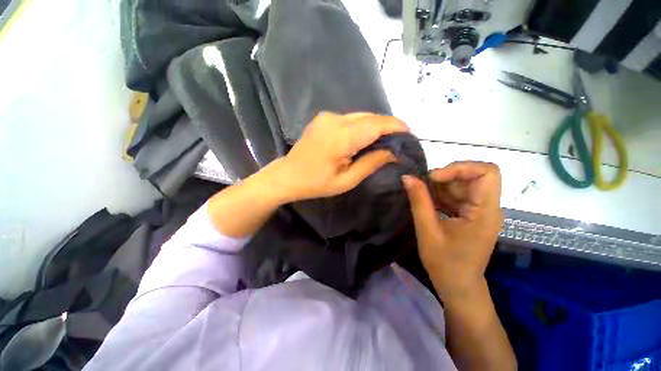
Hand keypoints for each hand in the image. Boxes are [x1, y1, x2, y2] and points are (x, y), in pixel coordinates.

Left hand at [268, 112, 408, 201]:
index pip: (377, 124)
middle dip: (387, 127)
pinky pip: (350, 119)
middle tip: (398, 141)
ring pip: (361, 116)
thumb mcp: (347, 180)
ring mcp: (328, 116)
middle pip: (370, 117)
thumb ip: (372, 163)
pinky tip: (364, 139)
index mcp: (342, 136)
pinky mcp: (324, 118)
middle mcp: (335, 119)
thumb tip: (394, 152)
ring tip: (384, 141)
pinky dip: (362, 126)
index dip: (396, 127)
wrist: (288, 176)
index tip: (410, 134)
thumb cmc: (317, 183)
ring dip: (375, 127)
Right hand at [402, 162, 502, 299]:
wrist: (458, 286)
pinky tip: (428, 203)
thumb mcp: (427, 230)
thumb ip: (419, 201)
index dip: (460, 168)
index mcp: (485, 212)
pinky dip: (441, 194)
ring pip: (463, 184)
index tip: (433, 178)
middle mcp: (488, 207)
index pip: (487, 172)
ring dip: (441, 186)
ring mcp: (480, 211)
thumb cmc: (445, 263)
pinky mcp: (471, 215)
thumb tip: (407, 177)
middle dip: (446, 177)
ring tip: (422, 196)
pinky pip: (458, 195)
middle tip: (422, 186)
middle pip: (473, 176)